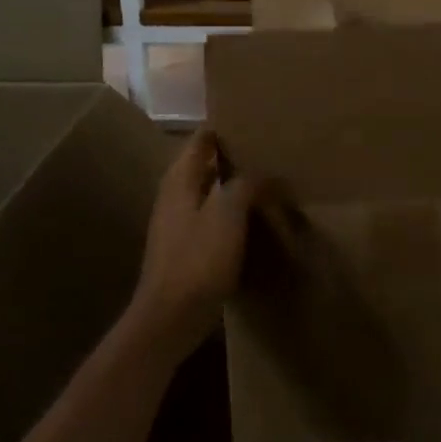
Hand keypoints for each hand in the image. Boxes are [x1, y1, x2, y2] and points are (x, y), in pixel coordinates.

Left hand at [130, 130, 264, 358]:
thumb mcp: (228, 214)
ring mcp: (178, 222)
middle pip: (206, 164)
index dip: (226, 127)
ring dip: (235, 187)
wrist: (170, 318)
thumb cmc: (197, 259)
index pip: (202, 138)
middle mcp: (175, 194)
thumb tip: (263, 172)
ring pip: (211, 192)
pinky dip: (232, 214)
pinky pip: (212, 218)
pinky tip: (254, 221)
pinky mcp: (186, 248)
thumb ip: (245, 184)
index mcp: (180, 178)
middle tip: (270, 153)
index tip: (256, 123)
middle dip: (235, 157)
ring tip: (269, 184)